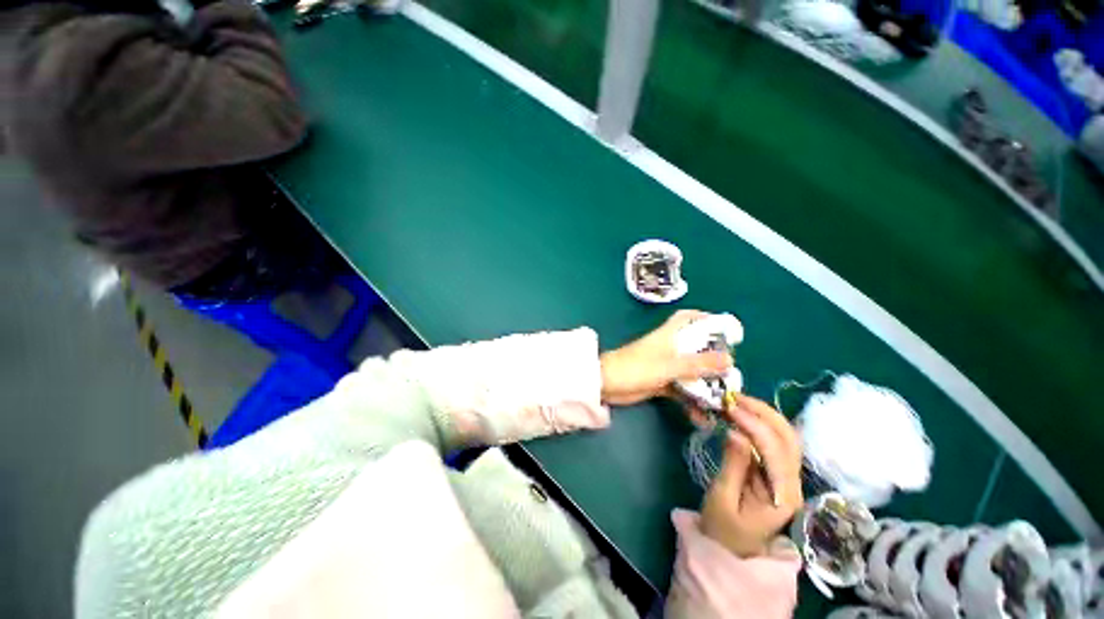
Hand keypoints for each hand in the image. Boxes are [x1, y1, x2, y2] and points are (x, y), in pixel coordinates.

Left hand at [599, 310, 732, 405]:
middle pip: (695, 347)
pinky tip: (703, 414)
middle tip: (731, 371)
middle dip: (712, 357)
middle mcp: (668, 348)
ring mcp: (664, 366)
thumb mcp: (668, 365)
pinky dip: (691, 399)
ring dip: (704, 382)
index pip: (687, 318)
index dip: (704, 318)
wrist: (607, 384)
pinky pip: (681, 389)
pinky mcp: (660, 383)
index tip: (725, 329)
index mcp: (668, 335)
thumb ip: (697, 363)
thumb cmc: (636, 367)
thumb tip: (729, 359)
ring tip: (723, 396)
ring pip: (690, 370)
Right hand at [700, 395, 803, 557]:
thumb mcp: (722, 498)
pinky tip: (741, 414)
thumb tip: (736, 432)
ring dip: (762, 414)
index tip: (730, 408)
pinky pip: (772, 441)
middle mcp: (792, 482)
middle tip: (735, 397)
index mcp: (782, 495)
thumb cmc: (723, 529)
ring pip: (784, 436)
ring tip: (736, 401)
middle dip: (764, 413)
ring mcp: (785, 475)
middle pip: (789, 438)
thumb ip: (733, 465)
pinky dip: (758, 422)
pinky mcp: (774, 470)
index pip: (776, 451)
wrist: (731, 549)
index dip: (754, 426)